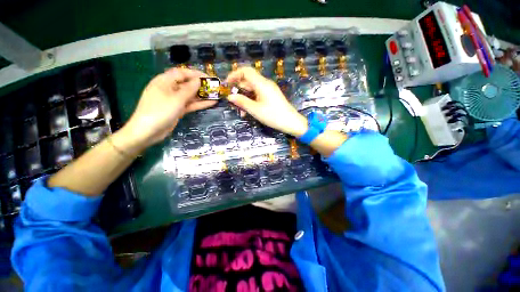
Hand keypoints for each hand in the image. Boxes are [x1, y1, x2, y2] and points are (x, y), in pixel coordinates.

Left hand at [121, 68, 216, 149]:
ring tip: (216, 95)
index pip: (182, 73)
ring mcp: (174, 100)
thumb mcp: (176, 99)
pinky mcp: (177, 109)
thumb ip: (189, 89)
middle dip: (201, 85)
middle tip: (214, 87)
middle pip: (187, 84)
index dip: (196, 74)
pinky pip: (190, 104)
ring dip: (202, 95)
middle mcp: (169, 88)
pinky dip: (199, 104)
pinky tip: (211, 103)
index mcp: (165, 81)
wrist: (148, 131)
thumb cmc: (160, 111)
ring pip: (190, 95)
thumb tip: (198, 80)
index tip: (209, 78)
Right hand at [226, 67, 307, 136]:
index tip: (227, 84)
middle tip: (232, 102)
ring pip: (252, 90)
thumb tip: (229, 96)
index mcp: (261, 84)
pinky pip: (258, 95)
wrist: (291, 122)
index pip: (246, 71)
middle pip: (248, 81)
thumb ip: (242, 102)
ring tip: (240, 111)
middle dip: (238, 90)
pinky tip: (248, 111)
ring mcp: (269, 90)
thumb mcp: (255, 110)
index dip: (234, 75)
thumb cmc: (273, 116)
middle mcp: (265, 84)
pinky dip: (251, 101)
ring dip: (244, 98)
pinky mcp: (271, 96)